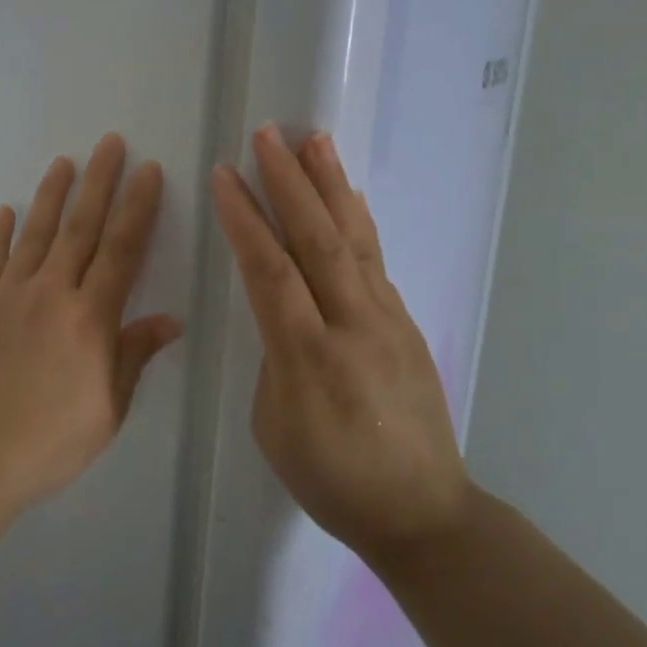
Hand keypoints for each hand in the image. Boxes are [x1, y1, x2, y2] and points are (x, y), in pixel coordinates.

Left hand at [0, 134, 183, 513]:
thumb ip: (134, 355)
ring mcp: (7, 297)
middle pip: (80, 228)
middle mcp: (50, 294)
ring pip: (35, 234)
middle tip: (110, 143)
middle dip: (99, 182)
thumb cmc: (50, 442)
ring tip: (64, 161)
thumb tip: (170, 319)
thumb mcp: (109, 409)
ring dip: (52, 195)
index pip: (121, 250)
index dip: (138, 207)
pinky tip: (5, 210)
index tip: (149, 171)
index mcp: (90, 319)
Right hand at [211, 125, 471, 558]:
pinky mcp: (405, 323)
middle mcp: (352, 325)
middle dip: (289, 182)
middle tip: (268, 135)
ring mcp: (386, 320)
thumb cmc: (331, 479)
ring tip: (315, 141)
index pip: (270, 271)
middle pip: (317, 239)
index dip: (245, 219)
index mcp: (308, 357)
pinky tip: (347, 196)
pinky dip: (356, 220)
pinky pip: (375, 260)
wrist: (422, 511)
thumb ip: (275, 357)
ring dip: (331, 186)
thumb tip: (283, 314)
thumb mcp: (275, 425)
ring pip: (354, 239)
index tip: (225, 175)